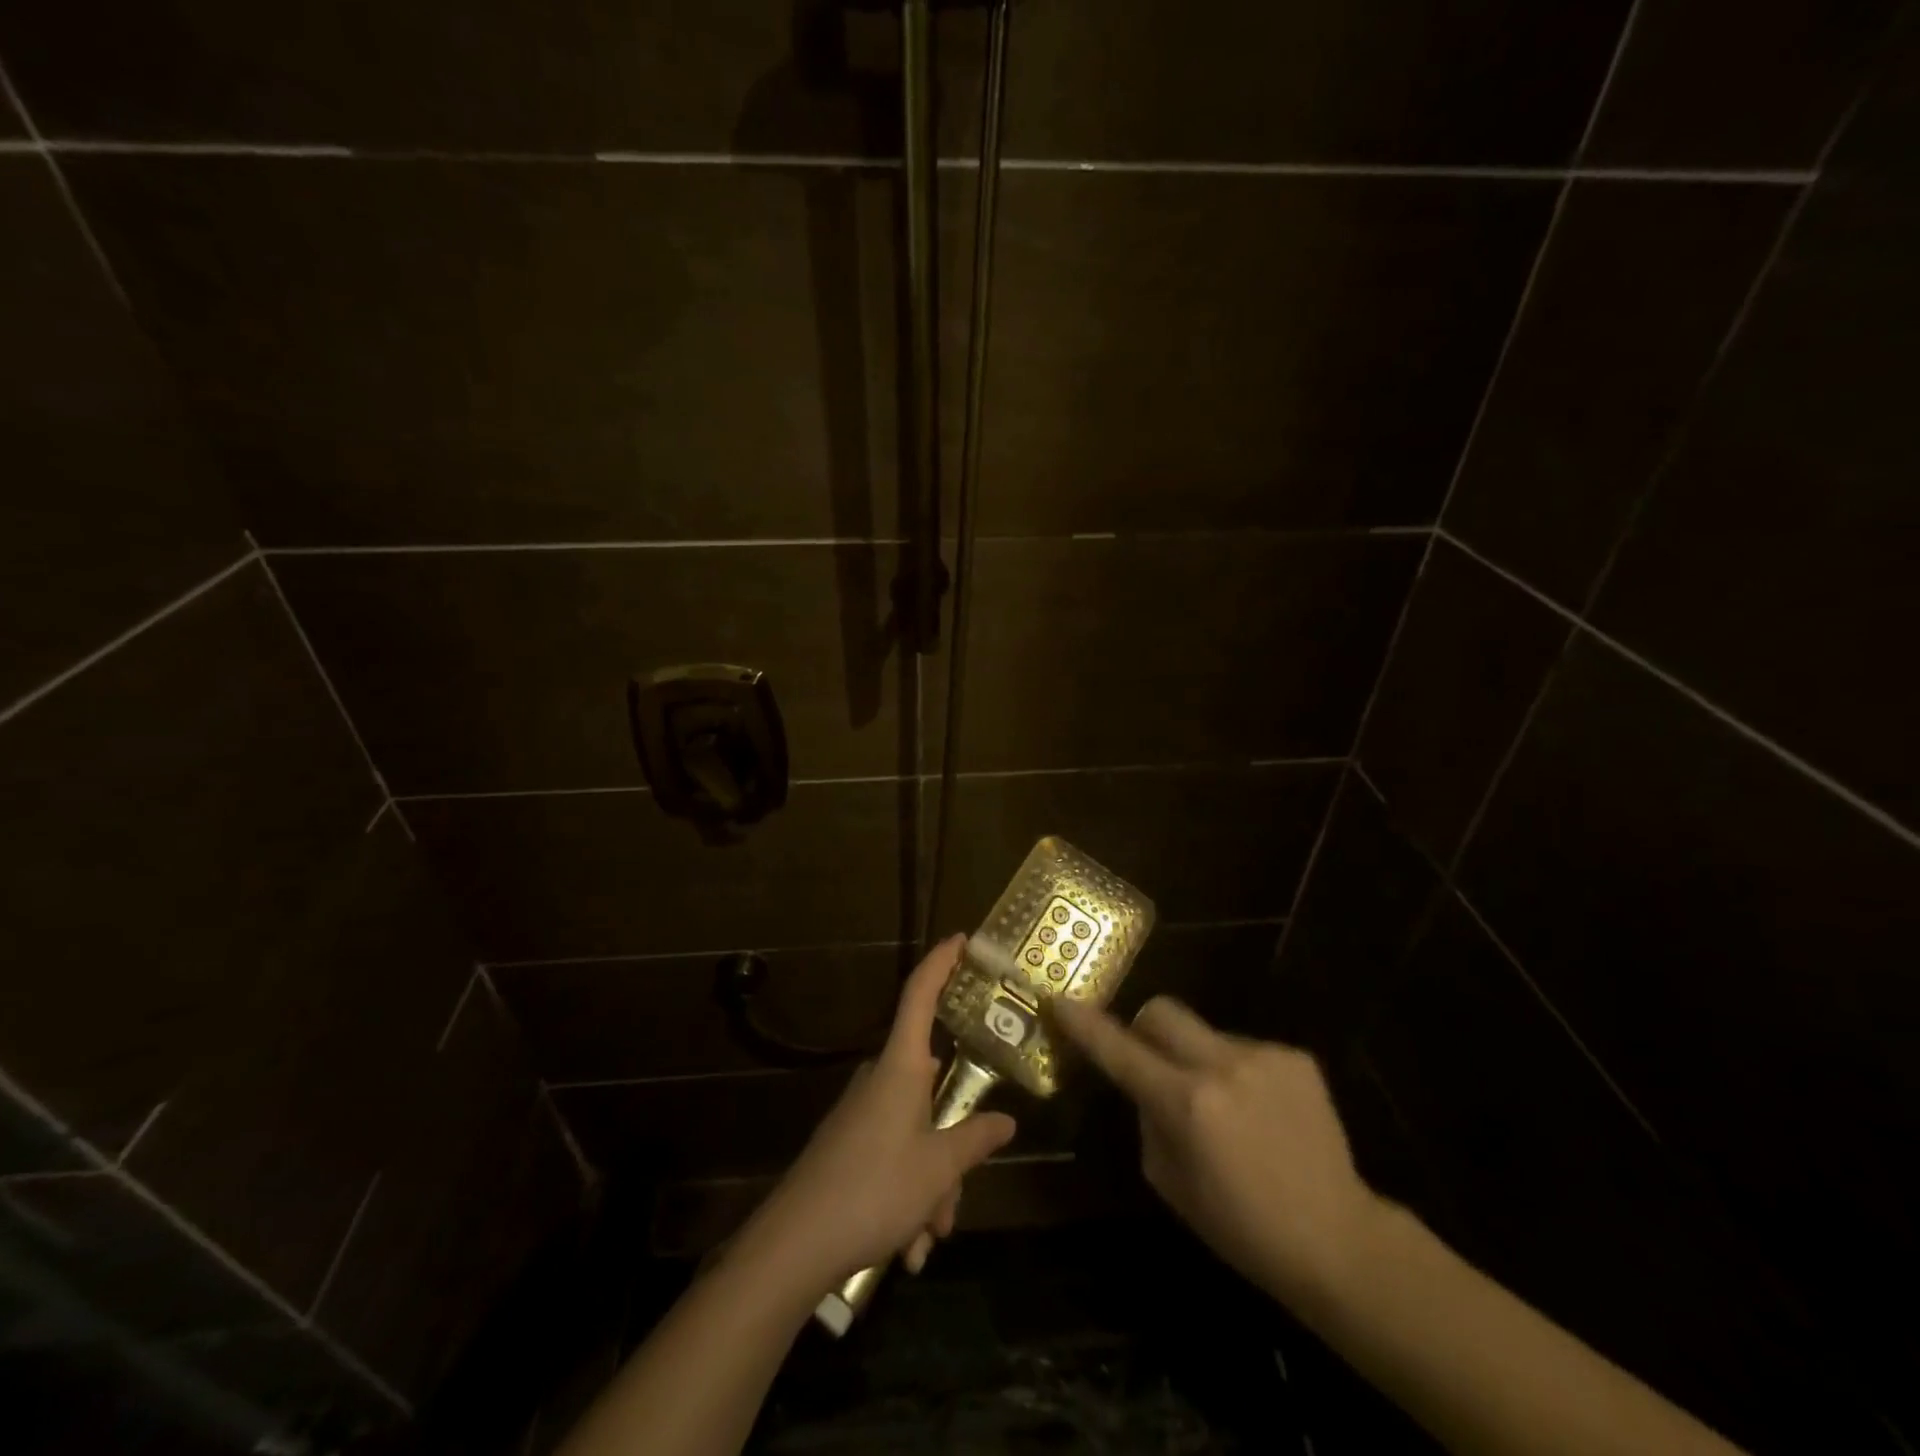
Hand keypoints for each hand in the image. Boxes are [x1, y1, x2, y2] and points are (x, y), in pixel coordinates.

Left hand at [746, 935, 1016, 1291]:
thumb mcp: (939, 1169)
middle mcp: (880, 1080)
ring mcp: (861, 1113)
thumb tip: (1006, 1121)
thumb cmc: (874, 1189)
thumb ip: (975, 1140)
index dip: (941, 962)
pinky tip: (906, 1248)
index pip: (921, 995)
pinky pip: (893, 1159)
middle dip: (952, 1144)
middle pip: (932, 1088)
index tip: (961, 938)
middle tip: (956, 1196)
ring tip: (927, 1239)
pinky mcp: (847, 1145)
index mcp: (901, 1067)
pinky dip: (907, 1198)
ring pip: (916, 1134)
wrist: (794, 1244)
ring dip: (930, 1186)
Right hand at [1052, 995, 1383, 1313]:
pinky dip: (1236, 1072)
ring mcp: (1264, 1056)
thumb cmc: (1241, 1227)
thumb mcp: (1170, 1182)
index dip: (1084, 1025)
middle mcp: (1222, 1065)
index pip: (1119, 1050)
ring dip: (1197, 1059)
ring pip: (1204, 1033)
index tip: (1059, 1000)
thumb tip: (1146, 1086)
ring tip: (1226, 1109)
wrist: (1339, 1240)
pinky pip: (1243, 1049)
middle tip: (1150, 1062)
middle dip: (1144, 1028)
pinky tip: (1260, 1113)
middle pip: (1162, 1011)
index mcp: (1186, 1102)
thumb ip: (1148, 1120)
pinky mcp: (1296, 1057)